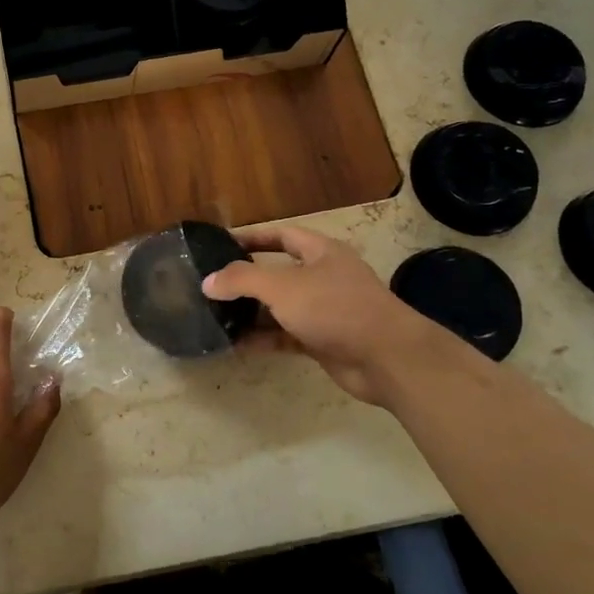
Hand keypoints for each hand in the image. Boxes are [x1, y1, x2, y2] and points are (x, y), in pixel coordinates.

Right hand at [202, 226, 457, 409]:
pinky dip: (263, 339)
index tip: (221, 245)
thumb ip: (242, 280)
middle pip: (278, 273)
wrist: (385, 357)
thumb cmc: (335, 308)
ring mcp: (325, 311)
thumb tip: (208, 282)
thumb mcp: (282, 287)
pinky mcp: (323, 341)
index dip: (252, 237)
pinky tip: (236, 344)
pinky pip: (285, 336)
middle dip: (247, 280)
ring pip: (280, 308)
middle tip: (213, 286)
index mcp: (321, 252)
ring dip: (252, 313)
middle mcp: (323, 277)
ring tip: (216, 316)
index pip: (281, 236)